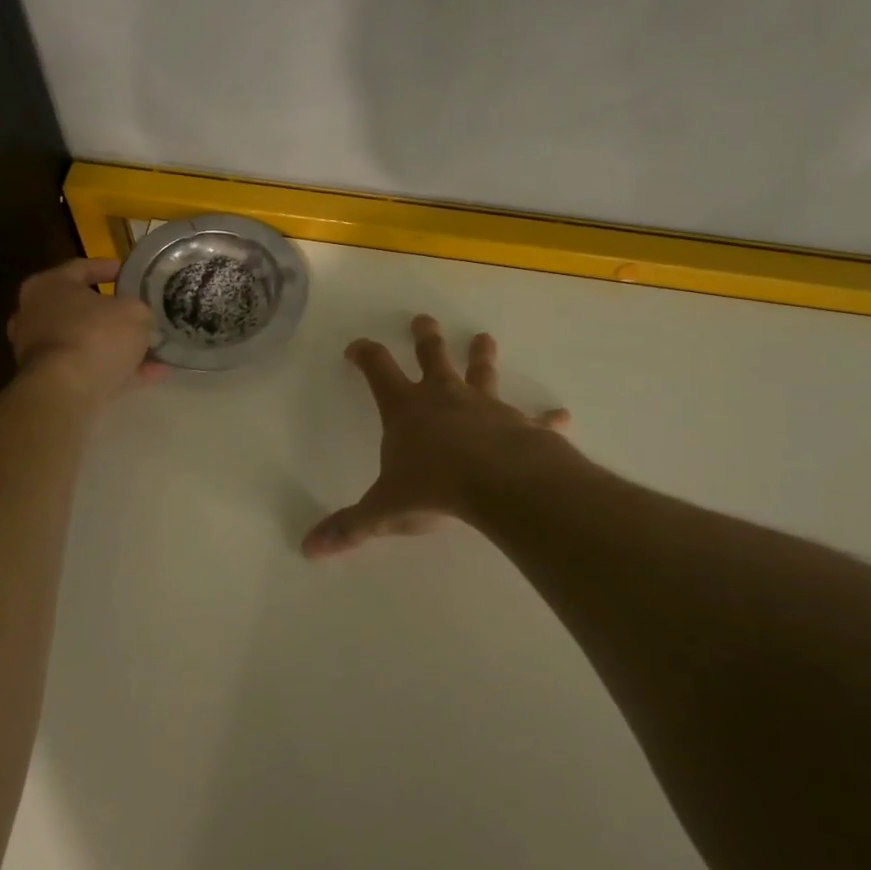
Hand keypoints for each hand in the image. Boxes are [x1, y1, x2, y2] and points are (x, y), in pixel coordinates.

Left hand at [7, 259, 166, 402]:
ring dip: (120, 346)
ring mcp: (40, 351)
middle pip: (81, 308)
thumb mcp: (135, 312)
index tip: (130, 272)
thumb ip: (142, 312)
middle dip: (113, 313)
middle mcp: (36, 314)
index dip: (108, 268)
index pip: (81, 267)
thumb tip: (146, 323)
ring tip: (157, 350)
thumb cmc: (95, 335)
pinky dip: (120, 370)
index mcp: (48, 285)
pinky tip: (155, 374)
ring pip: (88, 342)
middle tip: (141, 313)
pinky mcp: (50, 381)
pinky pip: (92, 369)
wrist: (66, 390)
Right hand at [303, 314, 574, 556]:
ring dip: (482, 355)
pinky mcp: (520, 424)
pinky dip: (546, 417)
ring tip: (484, 338)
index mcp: (406, 409)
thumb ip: (351, 527)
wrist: (499, 484)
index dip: (365, 355)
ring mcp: (485, 406)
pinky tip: (561, 415)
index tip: (357, 347)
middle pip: (432, 356)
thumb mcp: (385, 510)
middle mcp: (444, 397)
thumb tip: (309, 548)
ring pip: (481, 371)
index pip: (378, 369)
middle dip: (425, 338)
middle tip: (424, 320)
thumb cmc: (434, 488)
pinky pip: (535, 418)